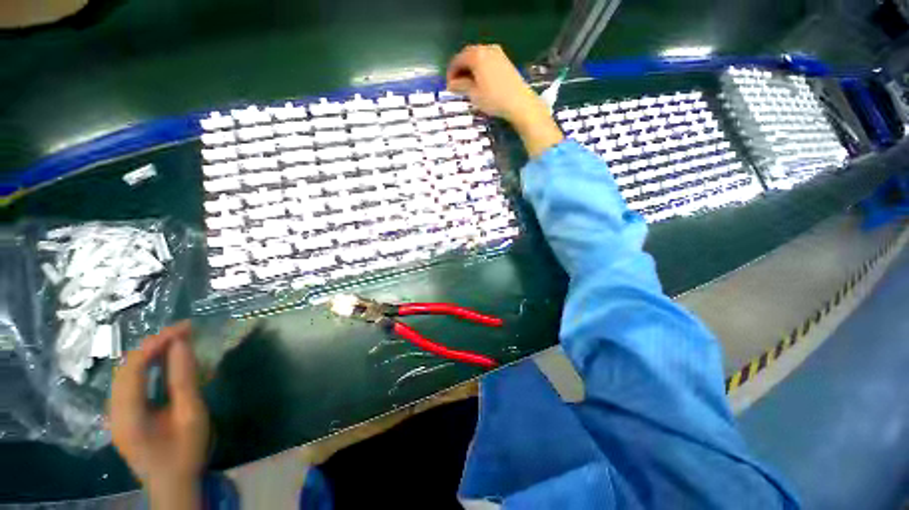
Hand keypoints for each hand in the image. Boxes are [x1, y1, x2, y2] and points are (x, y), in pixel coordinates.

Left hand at [109, 321, 208, 509]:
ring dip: (150, 353)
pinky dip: (147, 366)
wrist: (172, 484)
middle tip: (184, 331)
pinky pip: (130, 382)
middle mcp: (113, 411)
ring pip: (126, 373)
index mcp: (127, 415)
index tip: (184, 328)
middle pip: (126, 368)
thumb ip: (184, 379)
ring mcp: (115, 414)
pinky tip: (164, 361)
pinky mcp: (122, 415)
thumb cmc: (185, 451)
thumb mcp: (191, 415)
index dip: (156, 343)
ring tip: (176, 341)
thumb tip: (182, 344)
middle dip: (154, 344)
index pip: (133, 368)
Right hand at [447, 44, 563, 157]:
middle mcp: (487, 49)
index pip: (458, 60)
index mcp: (477, 55)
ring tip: (467, 85)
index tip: (448, 86)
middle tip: (456, 85)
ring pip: (478, 58)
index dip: (451, 73)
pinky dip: (480, 69)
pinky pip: (487, 61)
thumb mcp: (474, 94)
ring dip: (470, 69)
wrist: (520, 103)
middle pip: (468, 56)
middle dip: (460, 70)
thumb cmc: (494, 99)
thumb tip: (451, 84)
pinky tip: (480, 82)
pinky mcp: (505, 61)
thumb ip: (461, 86)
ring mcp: (498, 54)